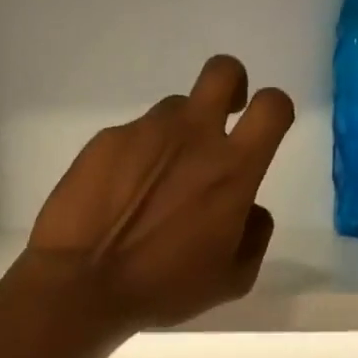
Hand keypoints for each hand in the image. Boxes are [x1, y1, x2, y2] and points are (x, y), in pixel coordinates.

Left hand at [25, 55, 295, 333]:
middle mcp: (191, 135)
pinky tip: (118, 195)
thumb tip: (252, 209)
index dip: (275, 108)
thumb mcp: (230, 279)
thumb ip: (254, 236)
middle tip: (223, 117)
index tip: (263, 127)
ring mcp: (144, 132)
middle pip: (223, 71)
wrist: (81, 282)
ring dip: (176, 134)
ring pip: (173, 110)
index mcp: (231, 168)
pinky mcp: (105, 139)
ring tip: (155, 182)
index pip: (272, 106)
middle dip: (232, 84)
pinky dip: (134, 156)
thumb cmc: (163, 287)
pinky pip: (132, 135)